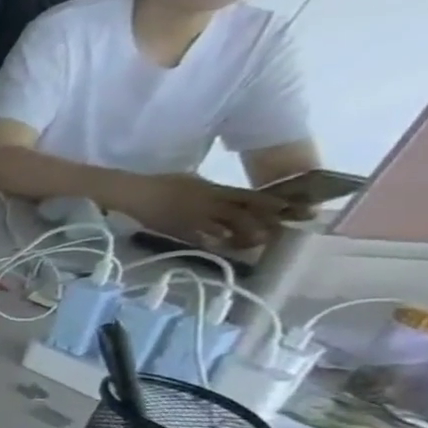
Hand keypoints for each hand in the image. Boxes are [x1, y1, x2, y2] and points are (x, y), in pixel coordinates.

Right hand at [119, 172, 287, 248]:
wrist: (132, 193)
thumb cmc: (160, 183)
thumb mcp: (192, 179)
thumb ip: (212, 189)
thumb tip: (226, 196)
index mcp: (215, 190)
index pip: (253, 197)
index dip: (275, 205)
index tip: (295, 211)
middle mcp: (211, 204)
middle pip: (246, 216)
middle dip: (264, 225)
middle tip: (277, 233)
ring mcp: (195, 219)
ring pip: (227, 230)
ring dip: (242, 238)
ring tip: (250, 244)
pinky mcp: (179, 231)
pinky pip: (203, 240)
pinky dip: (215, 244)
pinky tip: (221, 247)